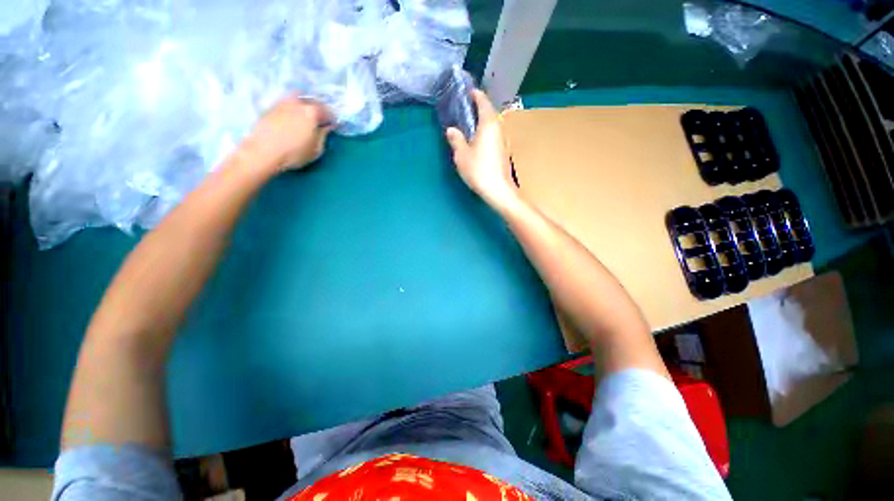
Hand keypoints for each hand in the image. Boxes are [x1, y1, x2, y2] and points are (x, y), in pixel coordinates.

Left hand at [240, 95, 333, 172]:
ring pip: (296, 99)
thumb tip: (326, 127)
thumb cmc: (294, 153)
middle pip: (310, 100)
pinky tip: (291, 119)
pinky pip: (285, 104)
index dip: (332, 118)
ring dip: (302, 105)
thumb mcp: (316, 149)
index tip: (333, 125)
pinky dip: (291, 109)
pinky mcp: (269, 108)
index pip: (326, 111)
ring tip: (304, 117)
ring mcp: (281, 103)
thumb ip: (323, 136)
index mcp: (311, 112)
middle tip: (319, 119)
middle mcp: (297, 103)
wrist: (263, 152)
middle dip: (317, 108)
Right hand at [445, 90, 517, 209]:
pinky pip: (493, 135)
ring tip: (469, 123)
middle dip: (478, 108)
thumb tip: (451, 130)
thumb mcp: (462, 155)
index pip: (483, 102)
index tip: (468, 92)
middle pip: (489, 112)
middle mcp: (498, 128)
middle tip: (465, 108)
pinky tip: (477, 140)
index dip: (476, 95)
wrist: (498, 190)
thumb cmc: (479, 170)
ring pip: (492, 124)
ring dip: (481, 121)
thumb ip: (456, 140)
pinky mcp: (503, 151)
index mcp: (488, 124)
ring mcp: (503, 140)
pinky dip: (485, 132)